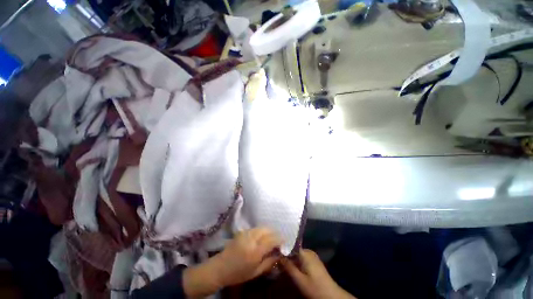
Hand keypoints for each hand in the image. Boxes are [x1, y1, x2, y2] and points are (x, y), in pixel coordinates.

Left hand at [183, 228, 280, 297]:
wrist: (220, 267)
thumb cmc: (238, 274)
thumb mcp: (256, 272)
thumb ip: (269, 262)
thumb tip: (280, 254)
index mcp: (255, 251)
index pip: (271, 240)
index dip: (280, 239)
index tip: (285, 241)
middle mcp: (251, 239)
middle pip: (267, 230)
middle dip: (275, 233)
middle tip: (278, 240)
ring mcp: (246, 233)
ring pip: (262, 227)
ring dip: (269, 231)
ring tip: (271, 238)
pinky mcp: (242, 231)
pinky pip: (256, 228)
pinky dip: (262, 230)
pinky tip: (262, 237)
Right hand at [282, 249, 355, 298]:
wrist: (331, 295)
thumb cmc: (315, 287)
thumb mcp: (299, 280)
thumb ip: (288, 267)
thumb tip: (278, 255)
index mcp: (305, 253)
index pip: (291, 245)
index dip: (282, 247)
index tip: (274, 250)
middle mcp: (308, 251)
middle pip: (293, 249)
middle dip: (285, 254)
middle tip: (275, 257)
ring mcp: (312, 256)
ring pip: (297, 254)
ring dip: (289, 258)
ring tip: (280, 261)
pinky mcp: (313, 261)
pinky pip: (301, 257)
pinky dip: (295, 261)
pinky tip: (289, 266)